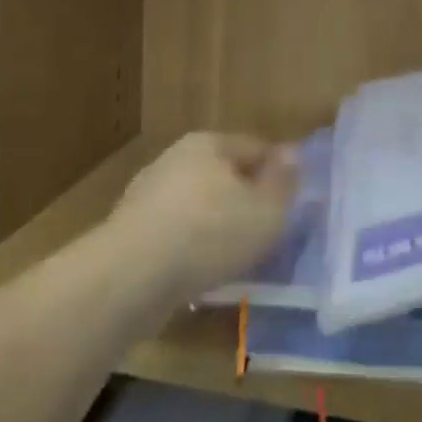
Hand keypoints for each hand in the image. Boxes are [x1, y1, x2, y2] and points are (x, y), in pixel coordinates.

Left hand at [109, 133, 298, 300]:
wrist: (129, 278)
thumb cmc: (210, 233)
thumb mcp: (266, 210)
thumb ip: (284, 182)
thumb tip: (292, 154)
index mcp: (209, 143)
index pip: (256, 148)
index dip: (278, 173)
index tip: (291, 203)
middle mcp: (175, 159)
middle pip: (224, 175)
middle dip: (245, 199)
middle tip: (266, 231)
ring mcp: (146, 195)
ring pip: (197, 206)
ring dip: (215, 226)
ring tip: (235, 258)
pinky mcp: (129, 232)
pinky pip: (174, 234)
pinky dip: (190, 248)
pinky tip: (200, 272)